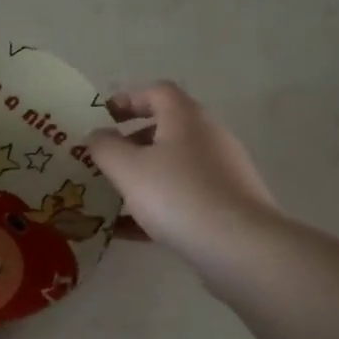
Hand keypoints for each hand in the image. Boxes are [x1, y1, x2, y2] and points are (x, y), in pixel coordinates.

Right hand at [85, 83, 278, 276]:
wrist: (240, 247)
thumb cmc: (178, 196)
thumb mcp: (128, 169)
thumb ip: (105, 147)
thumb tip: (98, 135)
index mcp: (186, 119)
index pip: (157, 92)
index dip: (128, 99)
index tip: (102, 117)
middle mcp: (208, 138)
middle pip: (165, 130)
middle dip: (130, 144)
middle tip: (102, 161)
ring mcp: (221, 173)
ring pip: (172, 167)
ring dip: (141, 178)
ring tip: (110, 198)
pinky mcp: (225, 205)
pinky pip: (182, 198)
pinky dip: (155, 207)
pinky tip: (127, 231)